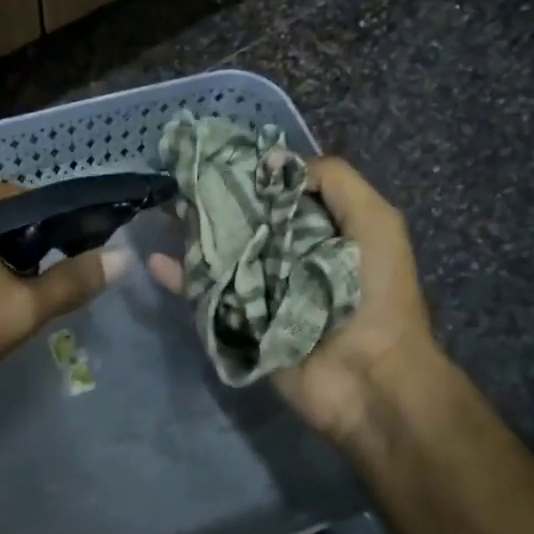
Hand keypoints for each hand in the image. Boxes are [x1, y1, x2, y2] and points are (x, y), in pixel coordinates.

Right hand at [149, 156, 443, 448]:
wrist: (371, 378)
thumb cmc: (377, 293)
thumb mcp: (375, 222)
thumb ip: (335, 181)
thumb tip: (273, 161)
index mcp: (320, 230)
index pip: (277, 193)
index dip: (251, 173)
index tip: (217, 156)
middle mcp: (287, 255)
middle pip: (243, 221)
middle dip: (214, 201)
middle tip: (179, 180)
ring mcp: (260, 290)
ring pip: (219, 254)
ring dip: (191, 234)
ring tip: (162, 211)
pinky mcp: (239, 322)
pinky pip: (205, 295)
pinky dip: (180, 278)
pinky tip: (156, 260)